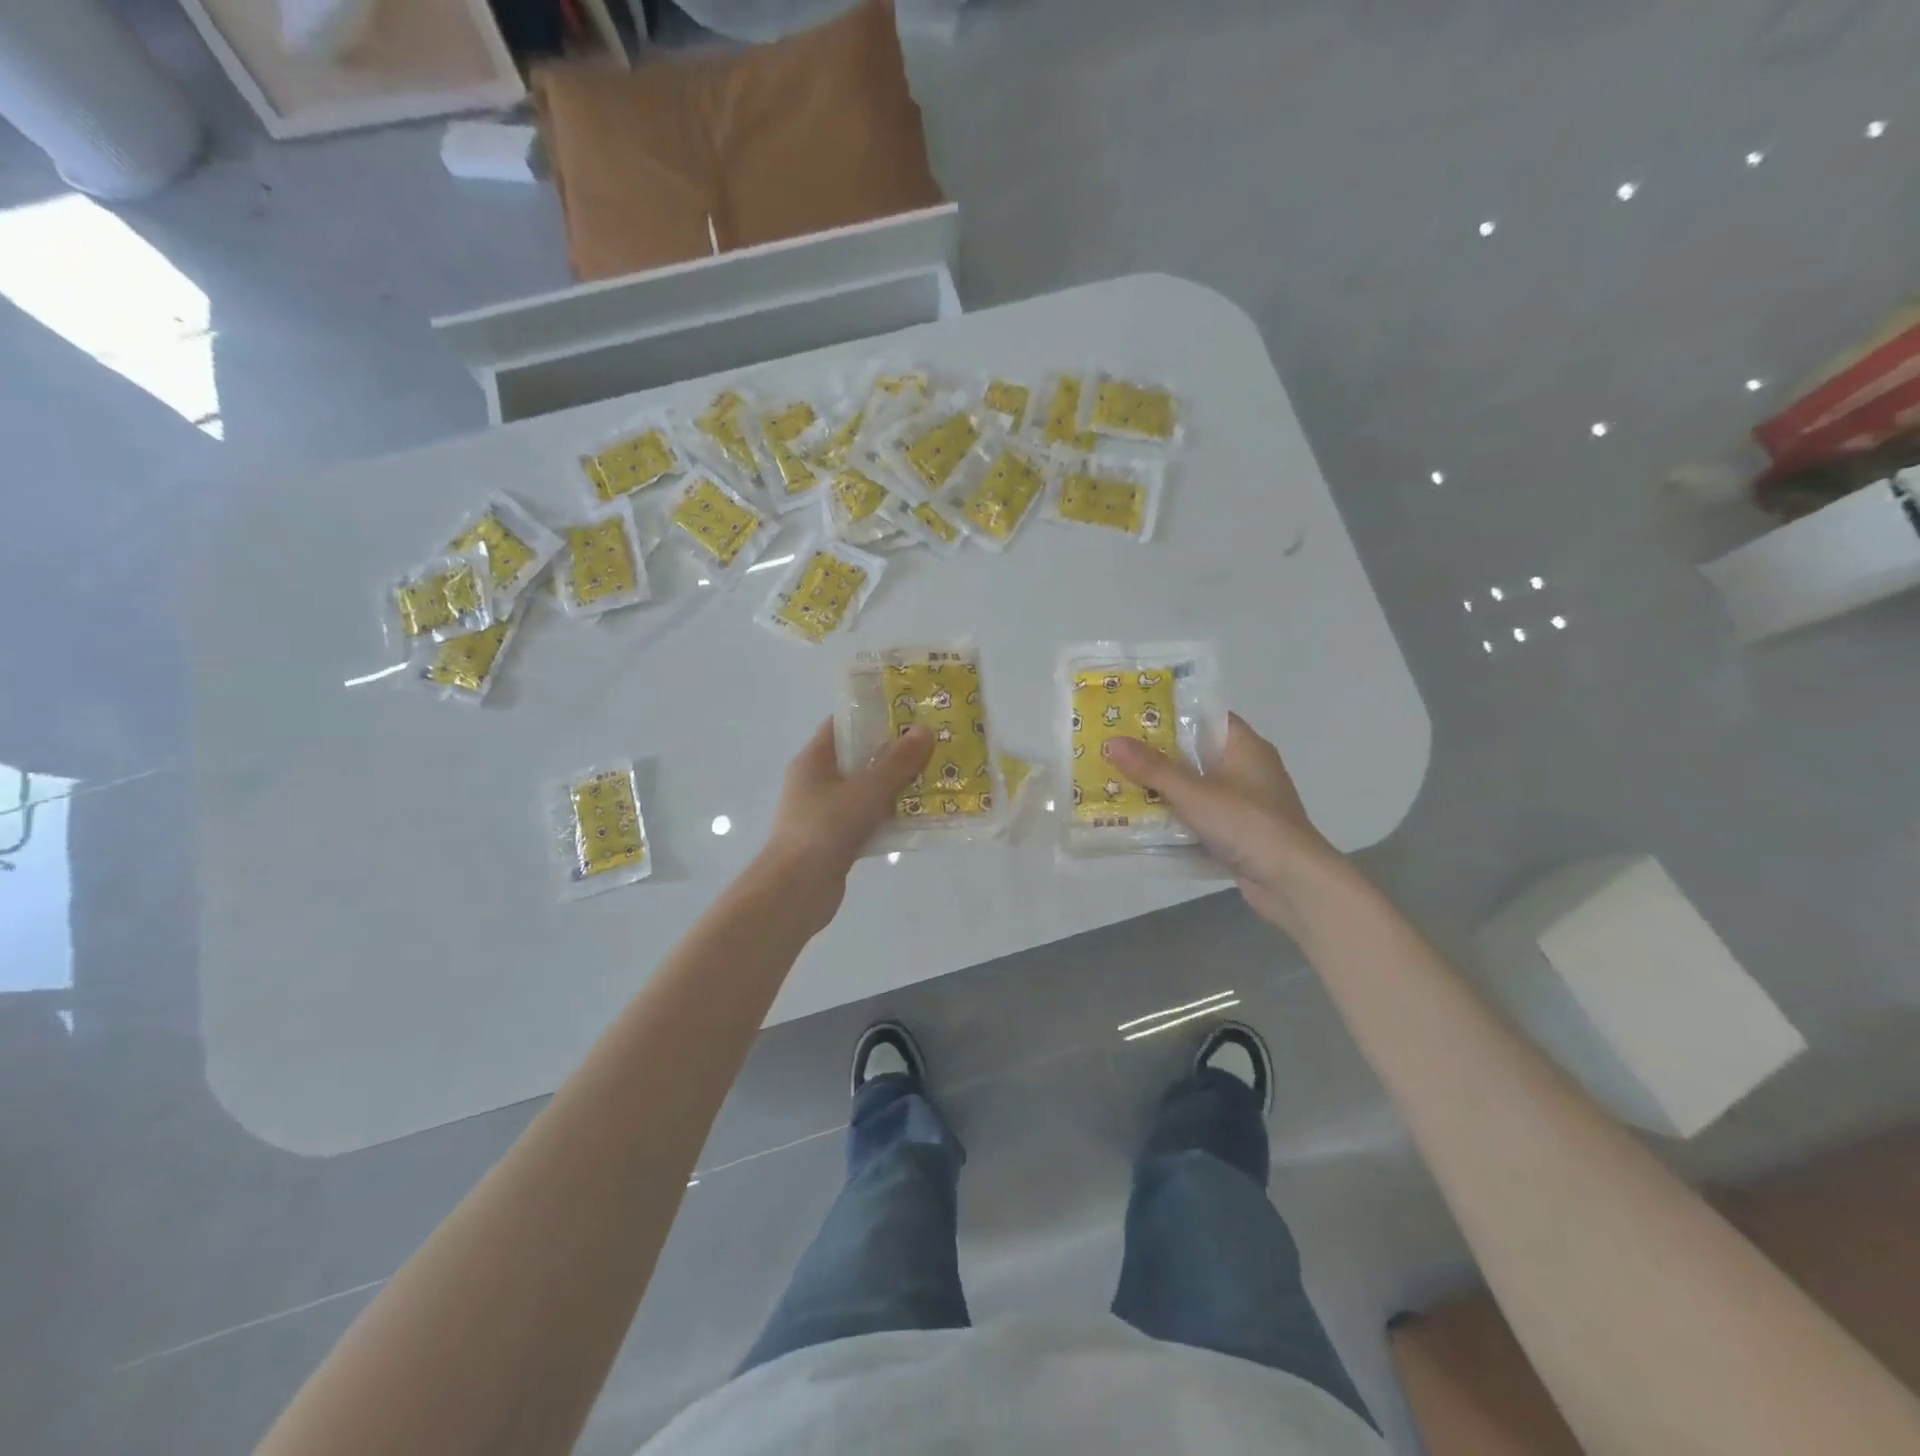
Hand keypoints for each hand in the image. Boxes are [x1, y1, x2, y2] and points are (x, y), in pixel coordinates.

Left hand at [760, 718, 932, 915]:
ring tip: (935, 778)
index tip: (910, 712)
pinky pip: (868, 820)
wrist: (796, 891)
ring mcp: (825, 813)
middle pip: (859, 758)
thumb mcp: (866, 790)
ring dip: (897, 787)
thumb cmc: (825, 828)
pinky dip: (890, 817)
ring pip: (867, 791)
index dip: (874, 715)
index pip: (843, 724)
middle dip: (894, 752)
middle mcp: (816, 782)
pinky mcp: (836, 841)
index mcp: (814, 760)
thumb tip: (925, 730)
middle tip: (932, 745)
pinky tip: (920, 818)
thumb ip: (897, 762)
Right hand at [1103, 713, 1342, 932]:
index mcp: (1245, 746)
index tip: (1133, 716)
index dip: (1171, 714)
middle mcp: (1248, 768)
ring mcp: (1245, 802)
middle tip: (1116, 750)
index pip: (1206, 716)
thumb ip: (1153, 769)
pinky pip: (1202, 815)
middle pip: (1196, 752)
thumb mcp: (1194, 793)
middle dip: (1158, 754)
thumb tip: (1112, 742)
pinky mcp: (1240, 831)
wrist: (1293, 882)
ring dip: (1165, 789)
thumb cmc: (1248, 824)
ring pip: (1197, 786)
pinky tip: (1145, 821)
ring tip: (1120, 783)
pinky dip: (1178, 817)